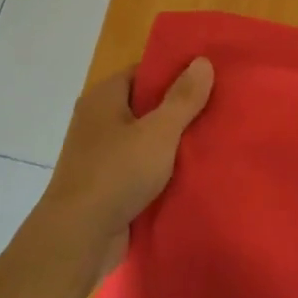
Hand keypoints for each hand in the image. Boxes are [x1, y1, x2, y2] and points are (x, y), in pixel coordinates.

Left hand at [42, 59, 214, 272]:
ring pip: (144, 139)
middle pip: (145, 105)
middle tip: (218, 108)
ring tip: (212, 139)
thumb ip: (183, 98)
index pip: (142, 72)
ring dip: (171, 142)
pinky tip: (191, 172)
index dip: (174, 73)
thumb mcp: (159, 131)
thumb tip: (202, 60)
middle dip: (178, 109)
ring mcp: (99, 155)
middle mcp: (97, 121)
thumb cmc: (117, 173)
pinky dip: (161, 168)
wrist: (79, 237)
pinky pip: (139, 167)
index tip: (207, 78)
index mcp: (103, 98)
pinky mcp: (106, 184)